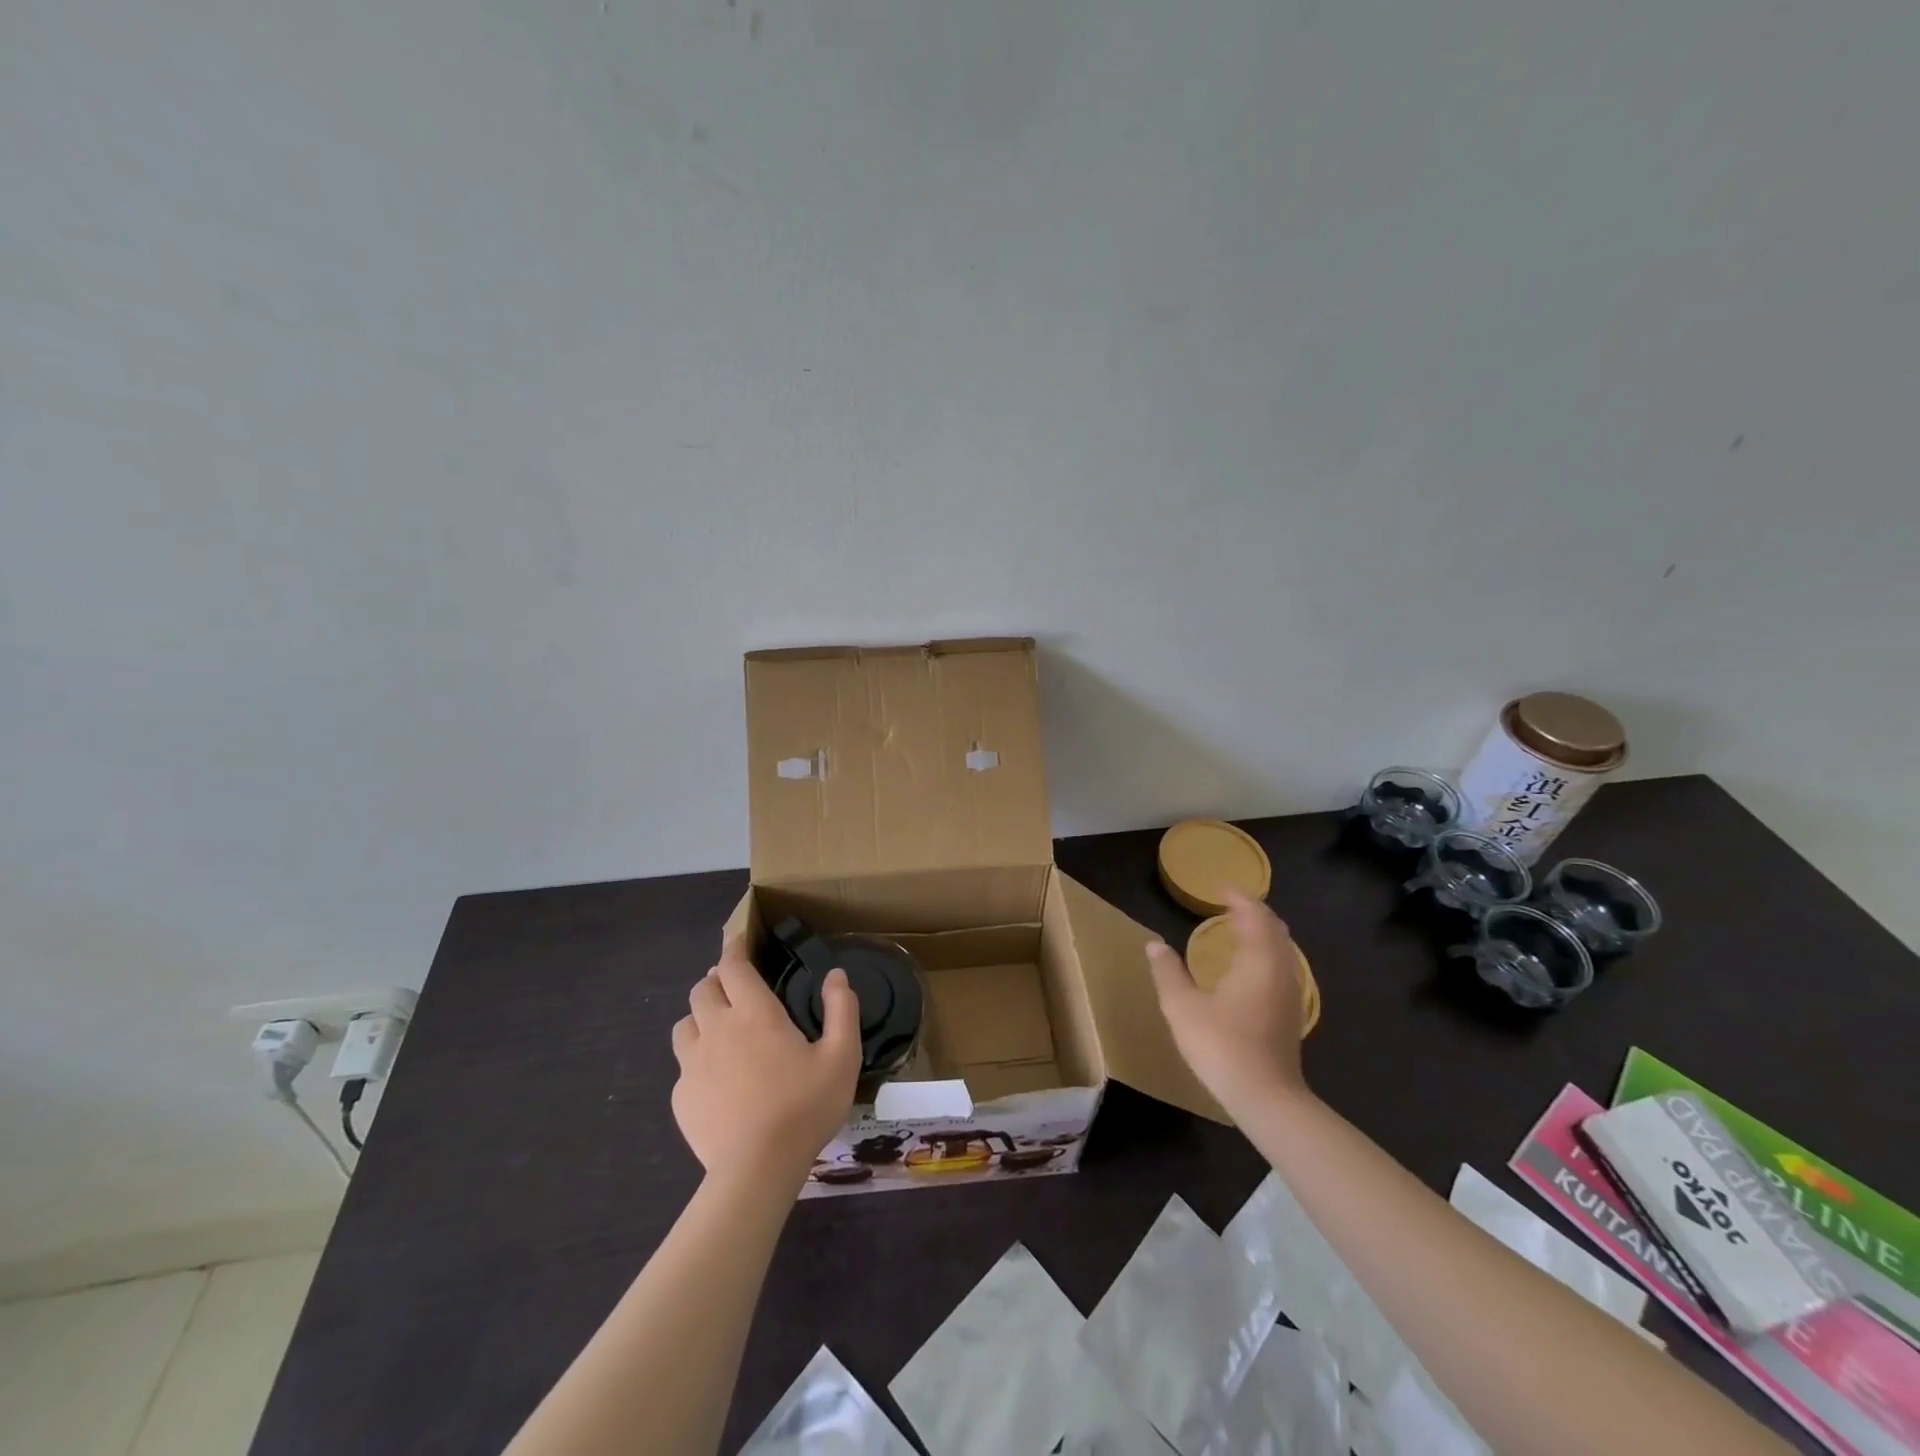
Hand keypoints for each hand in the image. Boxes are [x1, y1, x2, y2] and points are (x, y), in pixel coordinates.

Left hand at [671, 936, 859, 1186]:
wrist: (757, 1170)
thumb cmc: (804, 1107)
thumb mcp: (842, 1056)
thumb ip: (841, 1010)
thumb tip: (836, 975)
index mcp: (755, 1013)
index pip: (733, 966)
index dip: (734, 948)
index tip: (738, 940)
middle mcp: (717, 1029)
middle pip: (702, 989)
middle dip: (716, 981)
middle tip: (733, 988)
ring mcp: (692, 1064)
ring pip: (684, 1024)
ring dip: (700, 1017)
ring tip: (718, 1028)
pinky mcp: (681, 1097)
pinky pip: (683, 1066)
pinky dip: (696, 1060)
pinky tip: (715, 1079)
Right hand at [1147, 890, 1308, 1115]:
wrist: (1266, 1098)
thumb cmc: (1222, 1045)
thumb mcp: (1182, 1007)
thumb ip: (1168, 971)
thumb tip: (1154, 944)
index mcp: (1258, 961)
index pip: (1255, 916)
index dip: (1240, 899)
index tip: (1222, 889)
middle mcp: (1281, 971)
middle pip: (1275, 930)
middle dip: (1255, 913)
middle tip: (1231, 906)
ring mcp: (1290, 994)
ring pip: (1282, 950)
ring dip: (1263, 934)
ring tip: (1238, 931)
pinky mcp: (1291, 1014)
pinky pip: (1282, 968)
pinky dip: (1266, 954)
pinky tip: (1248, 969)